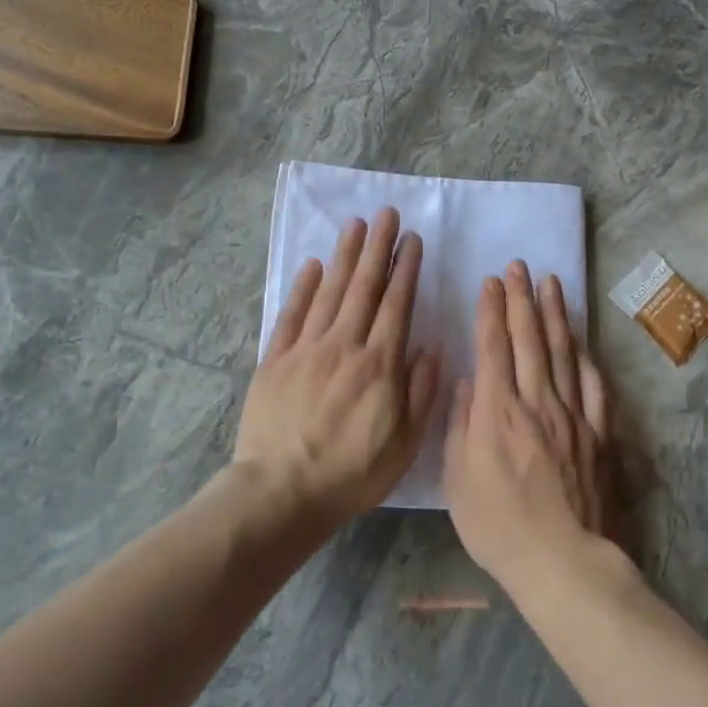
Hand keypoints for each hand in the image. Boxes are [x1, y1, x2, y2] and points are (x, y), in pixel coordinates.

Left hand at [235, 208, 439, 526]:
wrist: (281, 492)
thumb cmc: (351, 473)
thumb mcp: (404, 444)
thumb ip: (420, 392)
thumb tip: (431, 347)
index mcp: (379, 365)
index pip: (397, 305)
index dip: (406, 269)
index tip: (412, 240)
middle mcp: (344, 346)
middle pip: (364, 287)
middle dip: (378, 248)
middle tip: (386, 214)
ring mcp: (306, 349)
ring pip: (330, 291)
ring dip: (345, 256)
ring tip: (356, 225)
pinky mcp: (276, 359)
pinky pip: (293, 314)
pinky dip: (304, 287)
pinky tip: (314, 265)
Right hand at [444, 263, 612, 591]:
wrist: (561, 560)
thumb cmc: (497, 524)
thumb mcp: (457, 478)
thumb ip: (461, 424)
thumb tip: (468, 381)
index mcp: (497, 409)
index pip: (493, 345)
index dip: (491, 309)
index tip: (491, 281)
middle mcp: (536, 401)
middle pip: (529, 338)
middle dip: (522, 298)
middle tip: (520, 265)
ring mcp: (572, 415)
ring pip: (563, 353)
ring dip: (555, 315)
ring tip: (552, 284)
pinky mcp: (598, 434)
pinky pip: (594, 387)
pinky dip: (586, 359)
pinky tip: (582, 342)